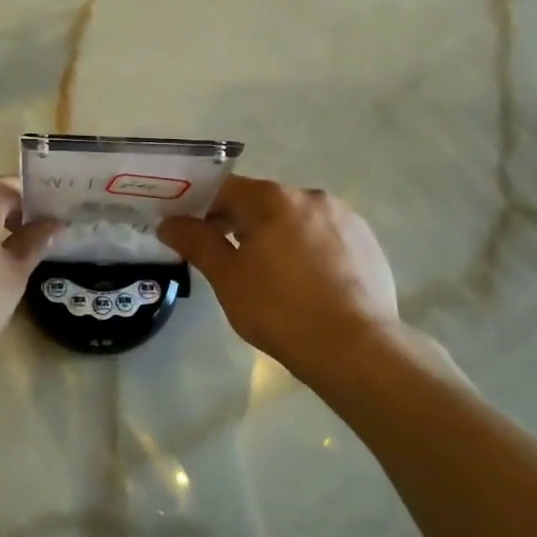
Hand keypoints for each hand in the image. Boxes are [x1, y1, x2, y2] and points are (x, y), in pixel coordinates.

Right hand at [159, 176, 401, 373]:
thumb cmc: (280, 311)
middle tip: (224, 259)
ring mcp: (345, 217)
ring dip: (276, 236)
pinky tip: (305, 283)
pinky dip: (308, 250)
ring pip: (296, 219)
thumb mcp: (228, 279)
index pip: (224, 188)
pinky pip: (325, 236)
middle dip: (239, 223)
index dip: (200, 206)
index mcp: (273, 200)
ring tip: (269, 276)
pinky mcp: (367, 242)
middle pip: (262, 202)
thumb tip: (169, 222)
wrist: (356, 347)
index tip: (188, 230)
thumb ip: (197, 243)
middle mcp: (311, 197)